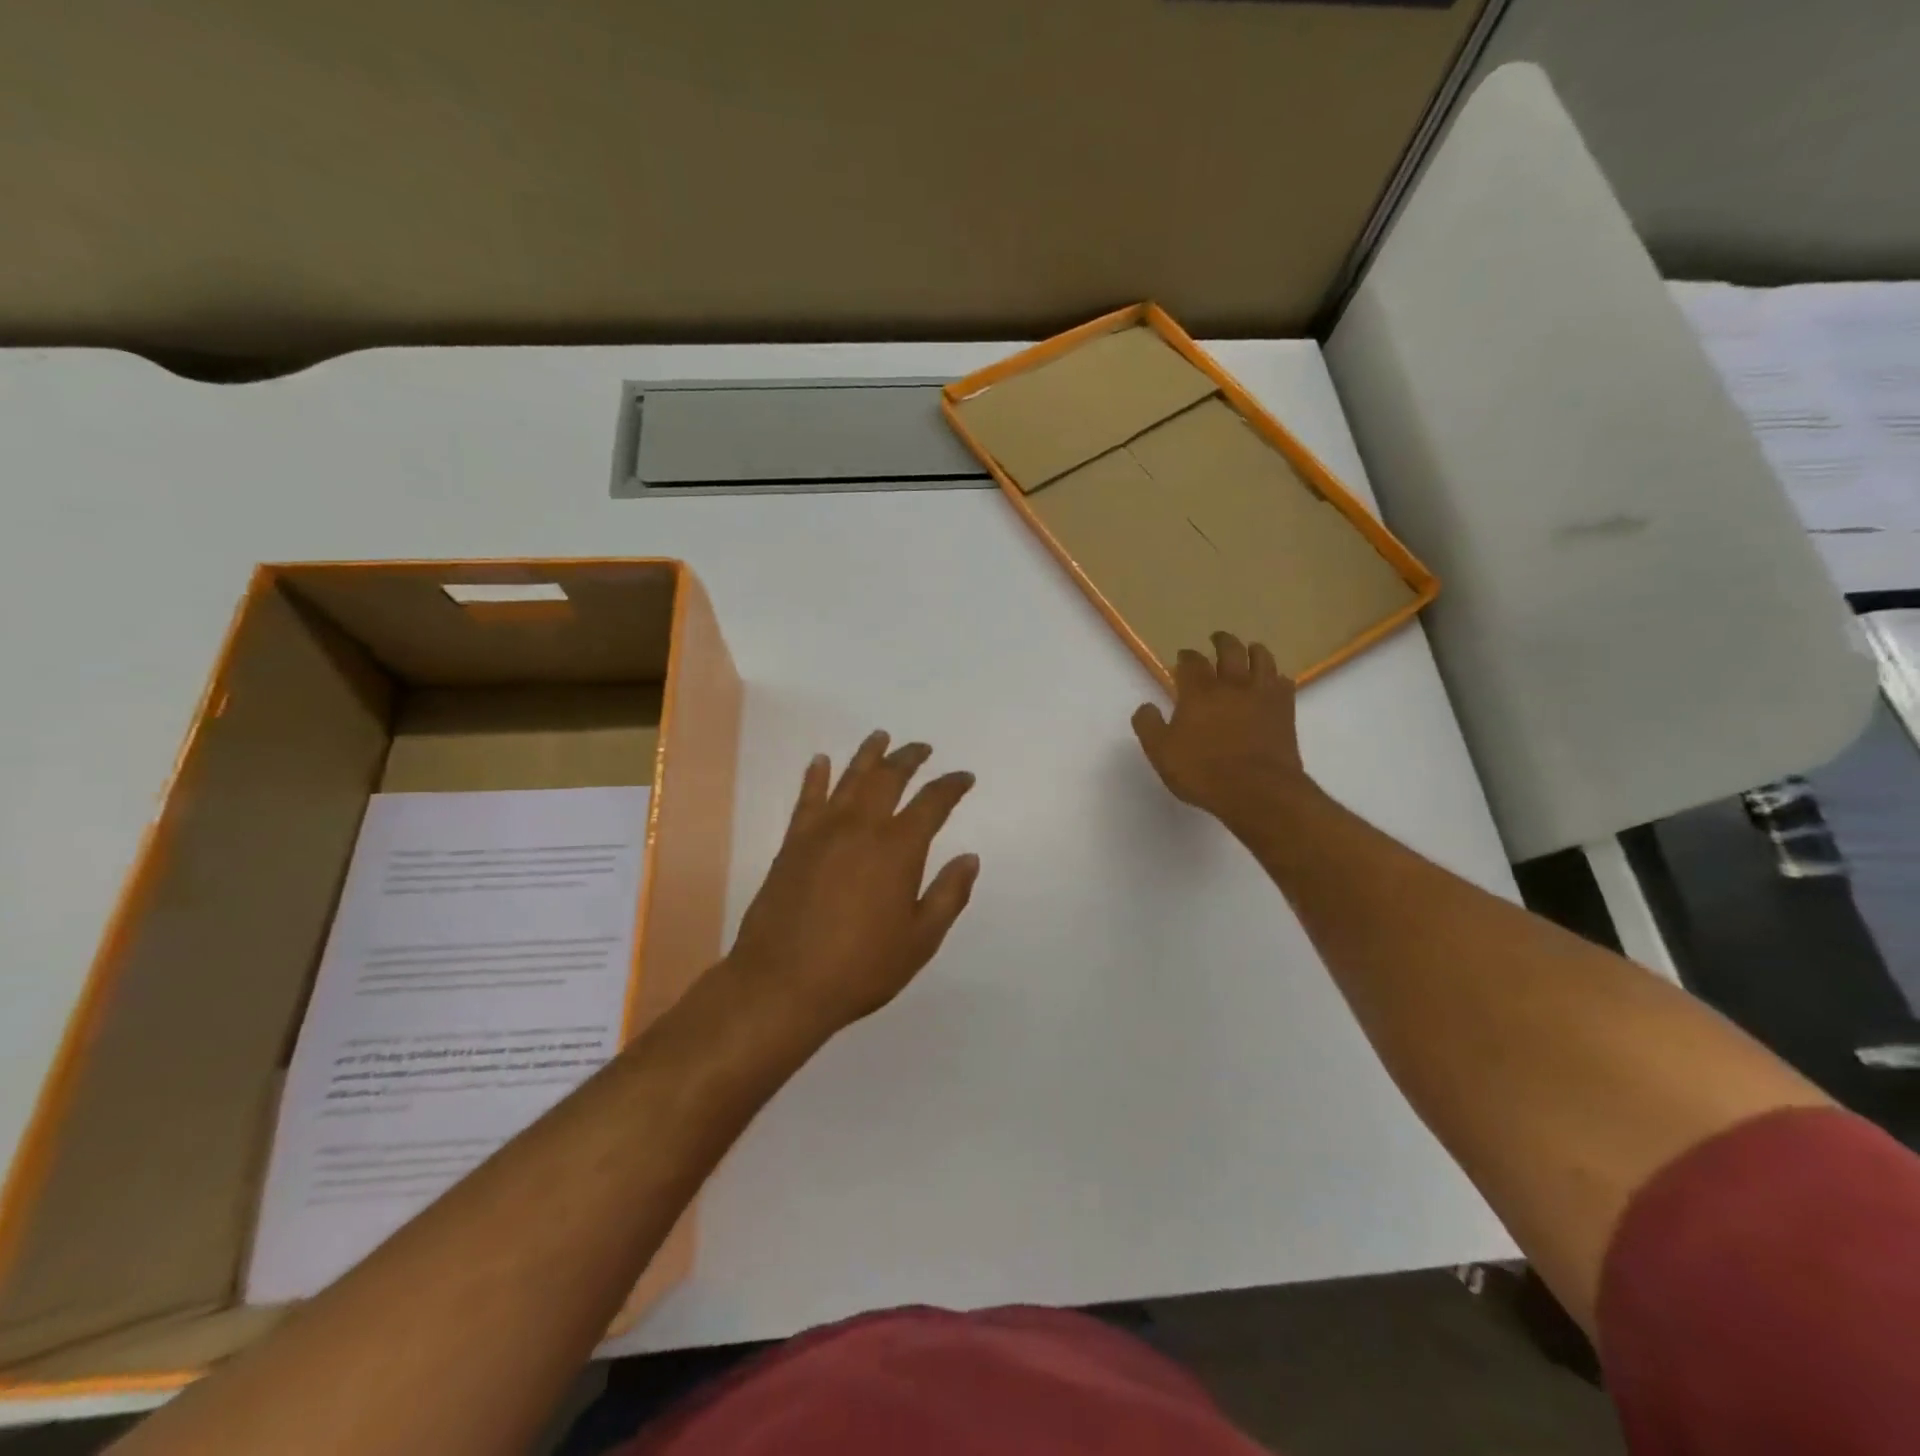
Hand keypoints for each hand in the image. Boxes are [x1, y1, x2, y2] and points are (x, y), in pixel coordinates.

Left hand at [725, 732, 979, 1039]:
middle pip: (889, 778)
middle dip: (909, 758)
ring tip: (881, 737)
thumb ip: (949, 895)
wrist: (782, 984)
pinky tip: (820, 761)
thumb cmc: (860, 968)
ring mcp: (822, 832)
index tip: (964, 777)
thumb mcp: (920, 940)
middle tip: (922, 748)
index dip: (951, 786)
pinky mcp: (792, 844)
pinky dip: (816, 776)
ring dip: (868, 755)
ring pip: (849, 778)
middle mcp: (861, 827)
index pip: (932, 803)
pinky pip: (807, 798)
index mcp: (898, 849)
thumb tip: (970, 857)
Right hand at [1131, 632, 1315, 833]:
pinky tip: (1273, 683)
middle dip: (1221, 641)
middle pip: (1230, 650)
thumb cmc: (1202, 772)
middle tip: (1217, 638)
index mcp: (1199, 691)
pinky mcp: (1286, 710)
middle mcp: (1232, 684)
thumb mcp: (1161, 753)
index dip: (1186, 657)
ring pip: (1262, 658)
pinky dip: (1276, 678)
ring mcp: (1263, 695)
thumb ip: (1149, 726)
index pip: (1191, 662)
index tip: (1183, 657)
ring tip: (1250, 650)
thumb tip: (1145, 707)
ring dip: (1253, 650)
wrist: (1257, 790)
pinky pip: (1284, 683)